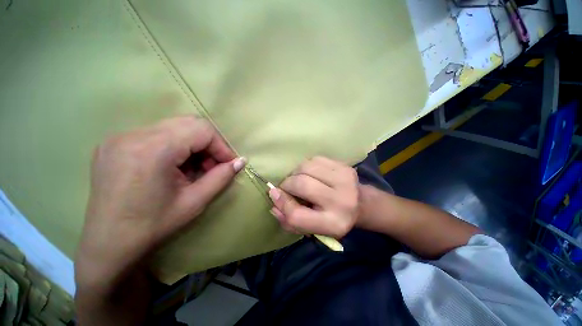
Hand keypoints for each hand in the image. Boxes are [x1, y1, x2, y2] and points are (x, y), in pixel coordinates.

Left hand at [75, 116, 244, 324]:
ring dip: (194, 149)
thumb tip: (241, 160)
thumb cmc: (151, 229)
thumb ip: (219, 176)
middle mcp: (132, 137)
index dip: (220, 144)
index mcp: (149, 150)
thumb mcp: (193, 203)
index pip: (199, 130)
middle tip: (215, 168)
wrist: (107, 251)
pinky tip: (177, 171)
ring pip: (175, 130)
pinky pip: (160, 138)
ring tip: (196, 172)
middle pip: (188, 126)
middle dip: (209, 145)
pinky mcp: (118, 146)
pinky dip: (178, 151)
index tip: (230, 162)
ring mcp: (121, 139)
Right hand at [268, 156, 359, 237]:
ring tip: (299, 179)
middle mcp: (342, 202)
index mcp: (333, 224)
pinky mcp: (344, 166)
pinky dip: (306, 166)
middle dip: (287, 184)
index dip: (281, 203)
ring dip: (296, 173)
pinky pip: (314, 159)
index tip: (274, 195)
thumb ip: (290, 219)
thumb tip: (273, 199)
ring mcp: (345, 180)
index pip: (296, 215)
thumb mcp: (312, 228)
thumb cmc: (333, 218)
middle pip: (301, 185)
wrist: (361, 204)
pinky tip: (311, 174)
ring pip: (305, 167)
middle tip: (287, 187)